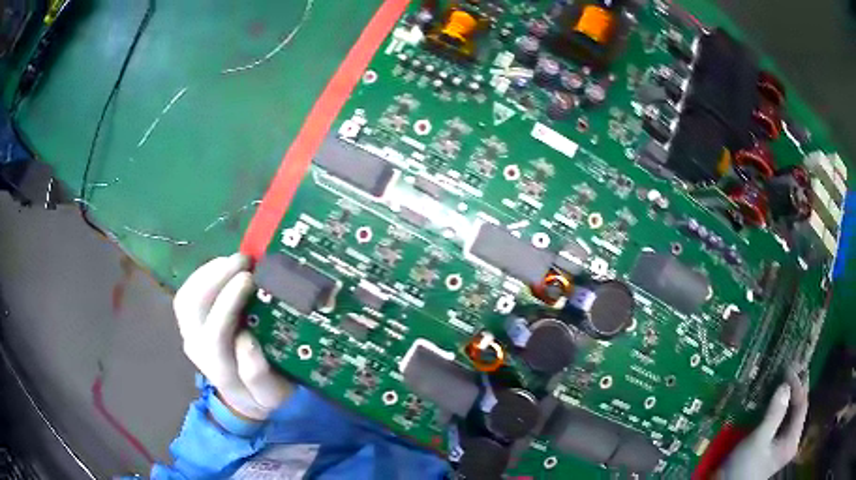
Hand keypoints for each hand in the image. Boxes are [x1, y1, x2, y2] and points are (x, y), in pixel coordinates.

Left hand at [174, 254, 292, 420]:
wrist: (243, 399)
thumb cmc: (263, 395)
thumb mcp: (272, 395)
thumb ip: (259, 375)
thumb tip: (247, 339)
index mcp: (218, 367)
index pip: (216, 330)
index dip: (228, 301)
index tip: (250, 278)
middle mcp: (197, 348)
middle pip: (193, 307)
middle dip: (215, 277)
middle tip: (244, 260)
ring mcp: (189, 333)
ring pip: (186, 296)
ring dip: (207, 272)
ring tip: (234, 259)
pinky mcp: (189, 323)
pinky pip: (188, 293)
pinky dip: (203, 275)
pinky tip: (222, 266)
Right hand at [716, 369, 808, 479]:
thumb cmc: (744, 467)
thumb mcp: (758, 441)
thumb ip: (774, 414)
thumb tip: (785, 385)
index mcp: (792, 441)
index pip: (802, 405)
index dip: (798, 385)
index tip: (789, 369)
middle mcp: (792, 441)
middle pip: (799, 409)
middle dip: (796, 388)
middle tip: (790, 368)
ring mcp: (784, 444)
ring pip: (792, 414)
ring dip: (789, 396)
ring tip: (785, 378)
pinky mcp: (775, 446)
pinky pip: (784, 421)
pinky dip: (782, 408)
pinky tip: (777, 399)